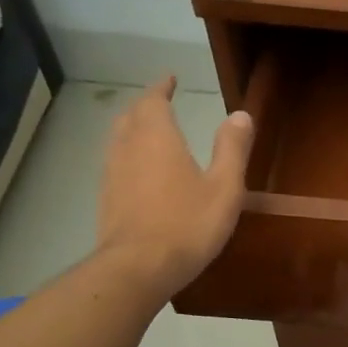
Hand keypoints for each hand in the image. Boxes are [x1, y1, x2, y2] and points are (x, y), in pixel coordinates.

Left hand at [95, 76, 254, 305]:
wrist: (138, 267)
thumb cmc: (188, 224)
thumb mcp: (224, 187)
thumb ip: (232, 149)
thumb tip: (241, 114)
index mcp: (157, 138)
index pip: (153, 100)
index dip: (161, 88)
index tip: (171, 79)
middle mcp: (128, 148)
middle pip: (131, 116)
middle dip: (146, 106)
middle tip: (162, 103)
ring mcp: (112, 174)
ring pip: (118, 139)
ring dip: (133, 129)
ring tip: (150, 133)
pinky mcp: (106, 199)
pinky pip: (116, 163)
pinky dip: (128, 155)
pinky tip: (140, 172)